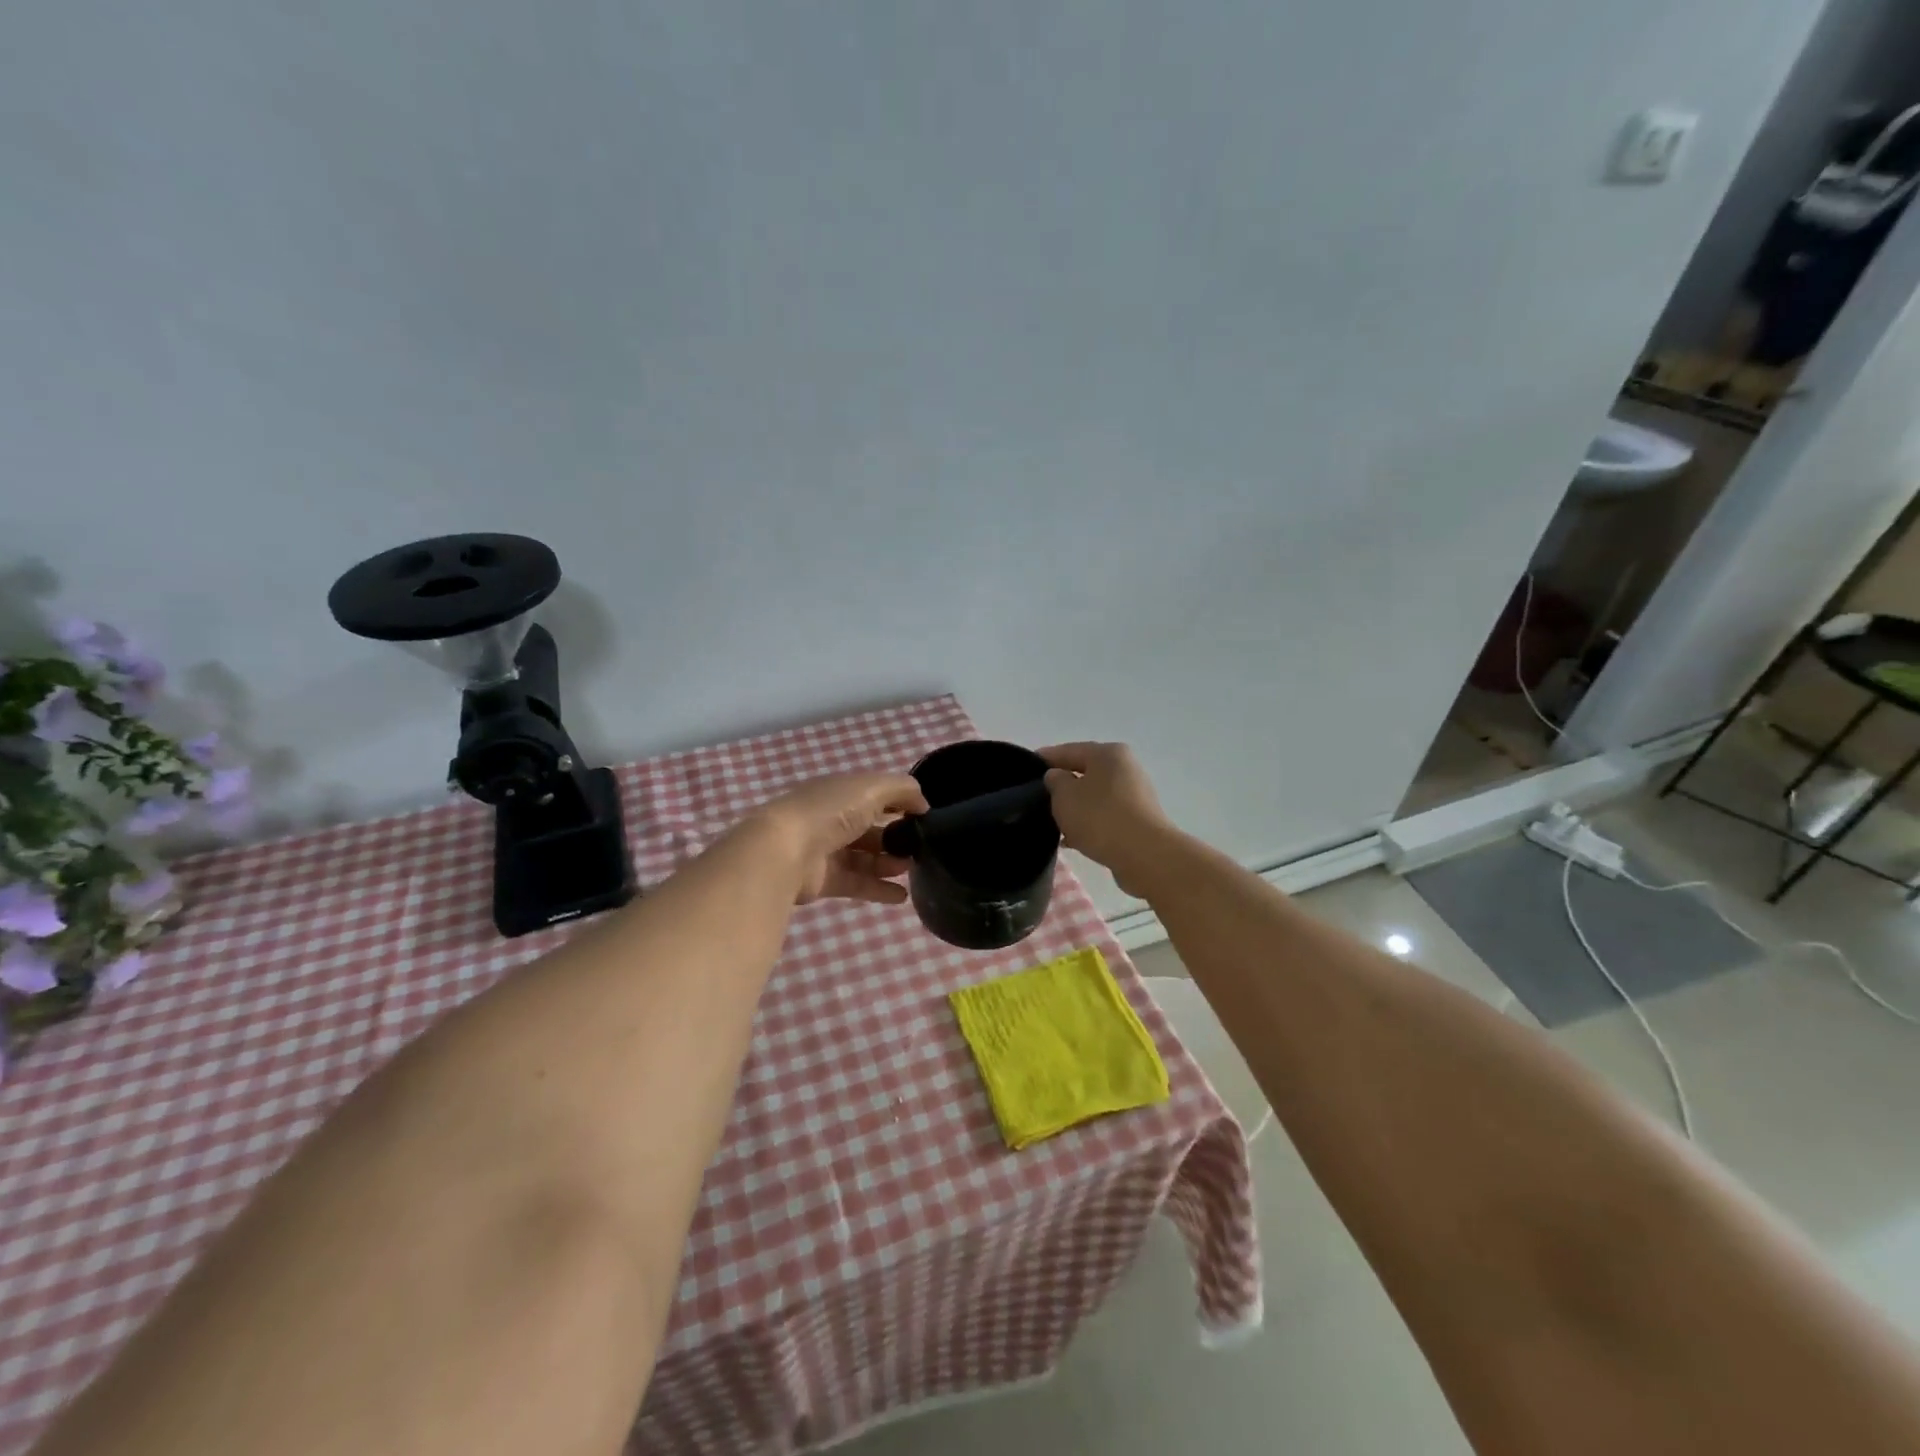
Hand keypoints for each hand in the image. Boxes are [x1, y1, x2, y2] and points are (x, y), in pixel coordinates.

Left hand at [751, 772, 929, 904]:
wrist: (783, 852)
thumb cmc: (829, 812)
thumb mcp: (871, 788)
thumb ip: (902, 790)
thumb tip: (923, 804)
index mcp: (840, 792)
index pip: (874, 794)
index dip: (899, 803)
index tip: (924, 816)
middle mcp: (831, 819)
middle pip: (870, 828)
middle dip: (896, 836)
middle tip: (920, 847)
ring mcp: (826, 850)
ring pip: (865, 857)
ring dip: (890, 863)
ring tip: (912, 869)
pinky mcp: (823, 880)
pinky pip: (857, 883)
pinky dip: (879, 889)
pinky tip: (902, 896)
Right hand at [1039, 742, 1174, 893]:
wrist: (1144, 854)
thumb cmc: (1100, 816)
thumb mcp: (1064, 795)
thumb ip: (1055, 781)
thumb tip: (1058, 777)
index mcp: (1108, 753)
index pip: (1069, 750)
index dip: (1045, 759)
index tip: (1025, 768)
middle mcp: (1126, 768)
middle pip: (1085, 773)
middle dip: (1062, 785)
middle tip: (1038, 797)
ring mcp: (1135, 795)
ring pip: (1095, 797)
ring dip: (1076, 808)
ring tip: (1053, 823)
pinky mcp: (1138, 820)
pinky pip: (1106, 816)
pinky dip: (1089, 824)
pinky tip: (1072, 840)